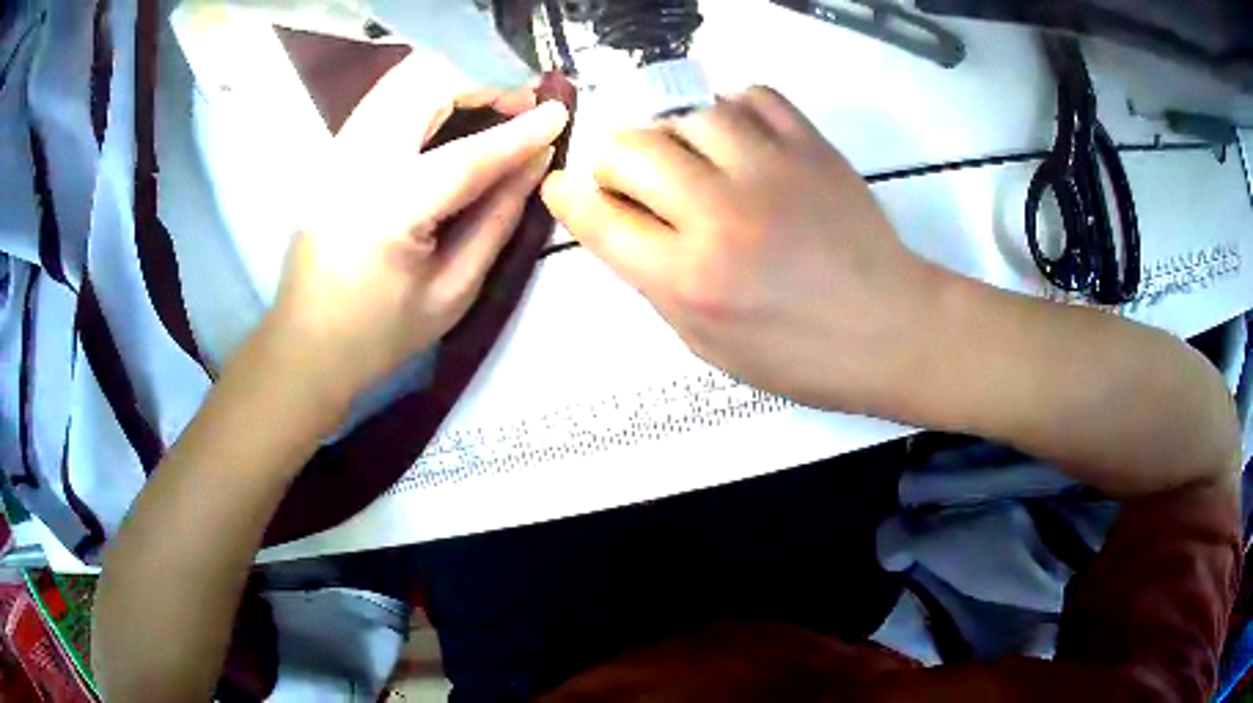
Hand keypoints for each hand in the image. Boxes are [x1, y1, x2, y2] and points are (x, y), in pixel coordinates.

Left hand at [269, 56, 569, 403]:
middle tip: (524, 104)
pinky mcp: (331, 150)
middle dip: (486, 80)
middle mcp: (355, 166)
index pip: (465, 155)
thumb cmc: (379, 334)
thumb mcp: (452, 292)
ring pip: (403, 77)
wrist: (304, 344)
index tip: (561, 113)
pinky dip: (429, 87)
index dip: (520, 132)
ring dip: (458, 77)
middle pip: (426, 85)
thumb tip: (536, 161)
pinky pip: (387, 95)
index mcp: (387, 213)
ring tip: (495, 101)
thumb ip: (498, 219)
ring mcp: (336, 152)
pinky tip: (454, 109)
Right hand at [541, 86, 940, 412]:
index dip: (568, 196)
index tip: (564, 187)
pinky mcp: (811, 147)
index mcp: (689, 279)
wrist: (890, 330)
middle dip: (614, 162)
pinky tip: (738, 137)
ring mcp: (770, 171)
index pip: (598, 217)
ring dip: (675, 134)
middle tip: (633, 180)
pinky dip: (732, 109)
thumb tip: (619, 222)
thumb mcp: (708, 343)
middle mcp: (720, 215)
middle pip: (630, 148)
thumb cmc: (799, 355)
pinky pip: (753, 96)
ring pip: (689, 113)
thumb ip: (655, 280)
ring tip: (692, 159)